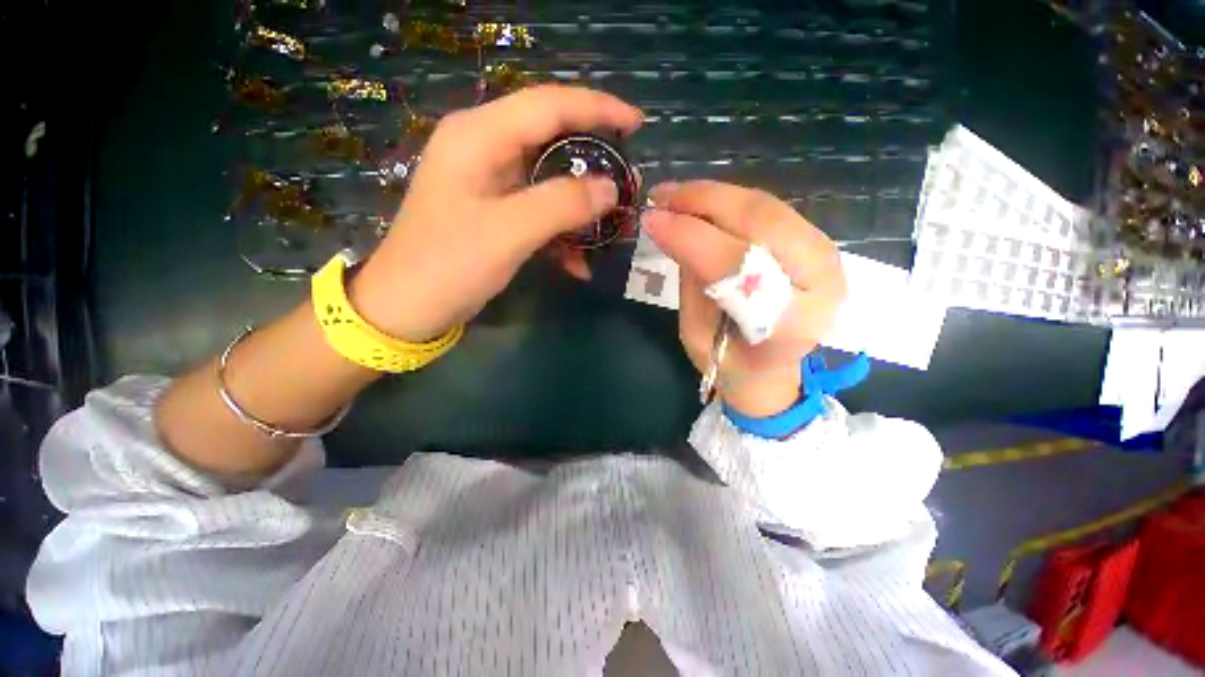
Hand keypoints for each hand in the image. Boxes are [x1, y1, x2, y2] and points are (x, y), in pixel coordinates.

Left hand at [352, 86, 643, 340]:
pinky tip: (578, 264)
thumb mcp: (508, 232)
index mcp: (479, 136)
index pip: (548, 104)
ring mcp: (490, 182)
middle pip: (552, 139)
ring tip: (613, 225)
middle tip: (628, 184)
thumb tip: (610, 187)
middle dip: (594, 162)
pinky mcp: (496, 211)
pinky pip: (540, 211)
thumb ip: (561, 204)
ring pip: (550, 179)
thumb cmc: (448, 265)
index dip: (597, 109)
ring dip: (582, 205)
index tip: (637, 125)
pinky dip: (562, 233)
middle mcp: (484, 149)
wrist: (408, 307)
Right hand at [641, 181, 845, 416]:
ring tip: (674, 196)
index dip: (692, 237)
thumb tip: (668, 225)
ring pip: (766, 207)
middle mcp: (821, 282)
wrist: (769, 371)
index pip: (738, 265)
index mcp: (791, 322)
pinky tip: (700, 203)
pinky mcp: (816, 242)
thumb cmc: (728, 363)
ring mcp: (826, 256)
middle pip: (762, 222)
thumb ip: (691, 280)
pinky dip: (730, 202)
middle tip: (661, 196)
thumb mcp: (697, 332)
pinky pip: (769, 210)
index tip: (651, 219)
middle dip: (704, 202)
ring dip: (714, 196)